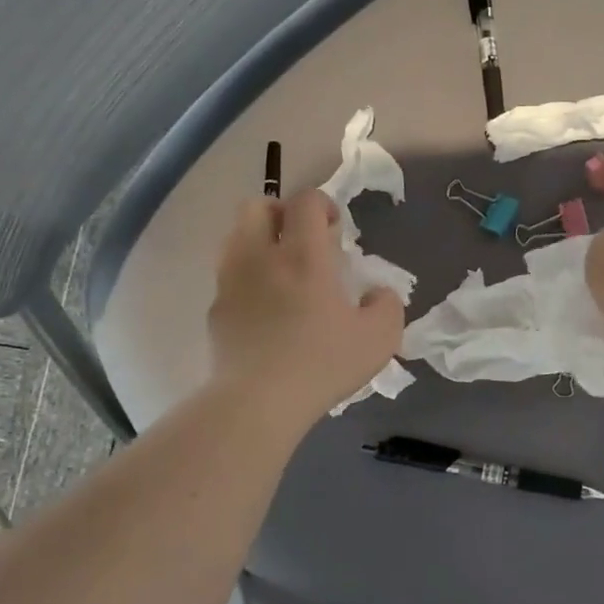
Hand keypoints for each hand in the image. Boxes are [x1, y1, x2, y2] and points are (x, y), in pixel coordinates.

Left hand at [208, 190, 403, 428]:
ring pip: (237, 237)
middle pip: (258, 206)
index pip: (305, 201)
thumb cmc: (323, 363)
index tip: (336, 230)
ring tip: (283, 273)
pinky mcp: (215, 310)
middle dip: (282, 213)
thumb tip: (377, 293)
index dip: (323, 204)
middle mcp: (260, 256)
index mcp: (303, 255)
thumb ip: (387, 305)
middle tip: (304, 242)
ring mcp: (231, 282)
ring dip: (261, 242)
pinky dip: (247, 278)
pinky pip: (229, 276)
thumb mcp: (380, 337)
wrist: (258, 402)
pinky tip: (265, 309)